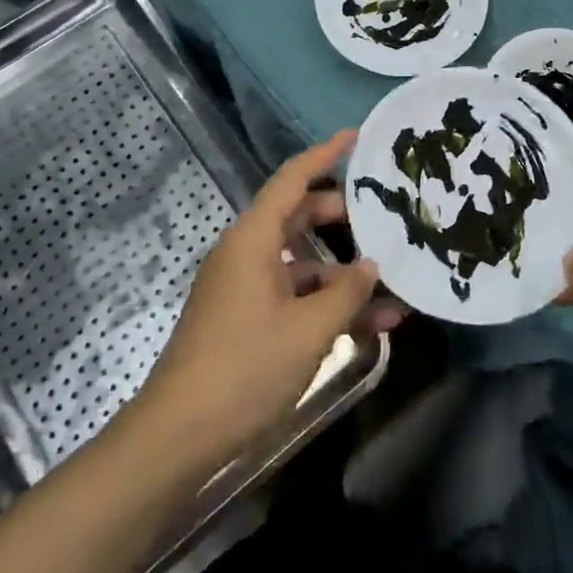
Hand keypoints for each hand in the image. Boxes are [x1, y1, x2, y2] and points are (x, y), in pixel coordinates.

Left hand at [133, 132, 398, 469]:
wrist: (178, 437)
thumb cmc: (244, 368)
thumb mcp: (309, 329)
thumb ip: (348, 293)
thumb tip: (371, 266)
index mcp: (254, 239)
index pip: (293, 178)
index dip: (325, 153)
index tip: (357, 136)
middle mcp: (248, 253)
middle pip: (300, 216)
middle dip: (344, 215)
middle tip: (385, 213)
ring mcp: (247, 288)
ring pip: (304, 262)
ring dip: (345, 272)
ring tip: (395, 278)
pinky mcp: (249, 319)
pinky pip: (296, 297)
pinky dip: (329, 303)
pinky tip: (375, 324)